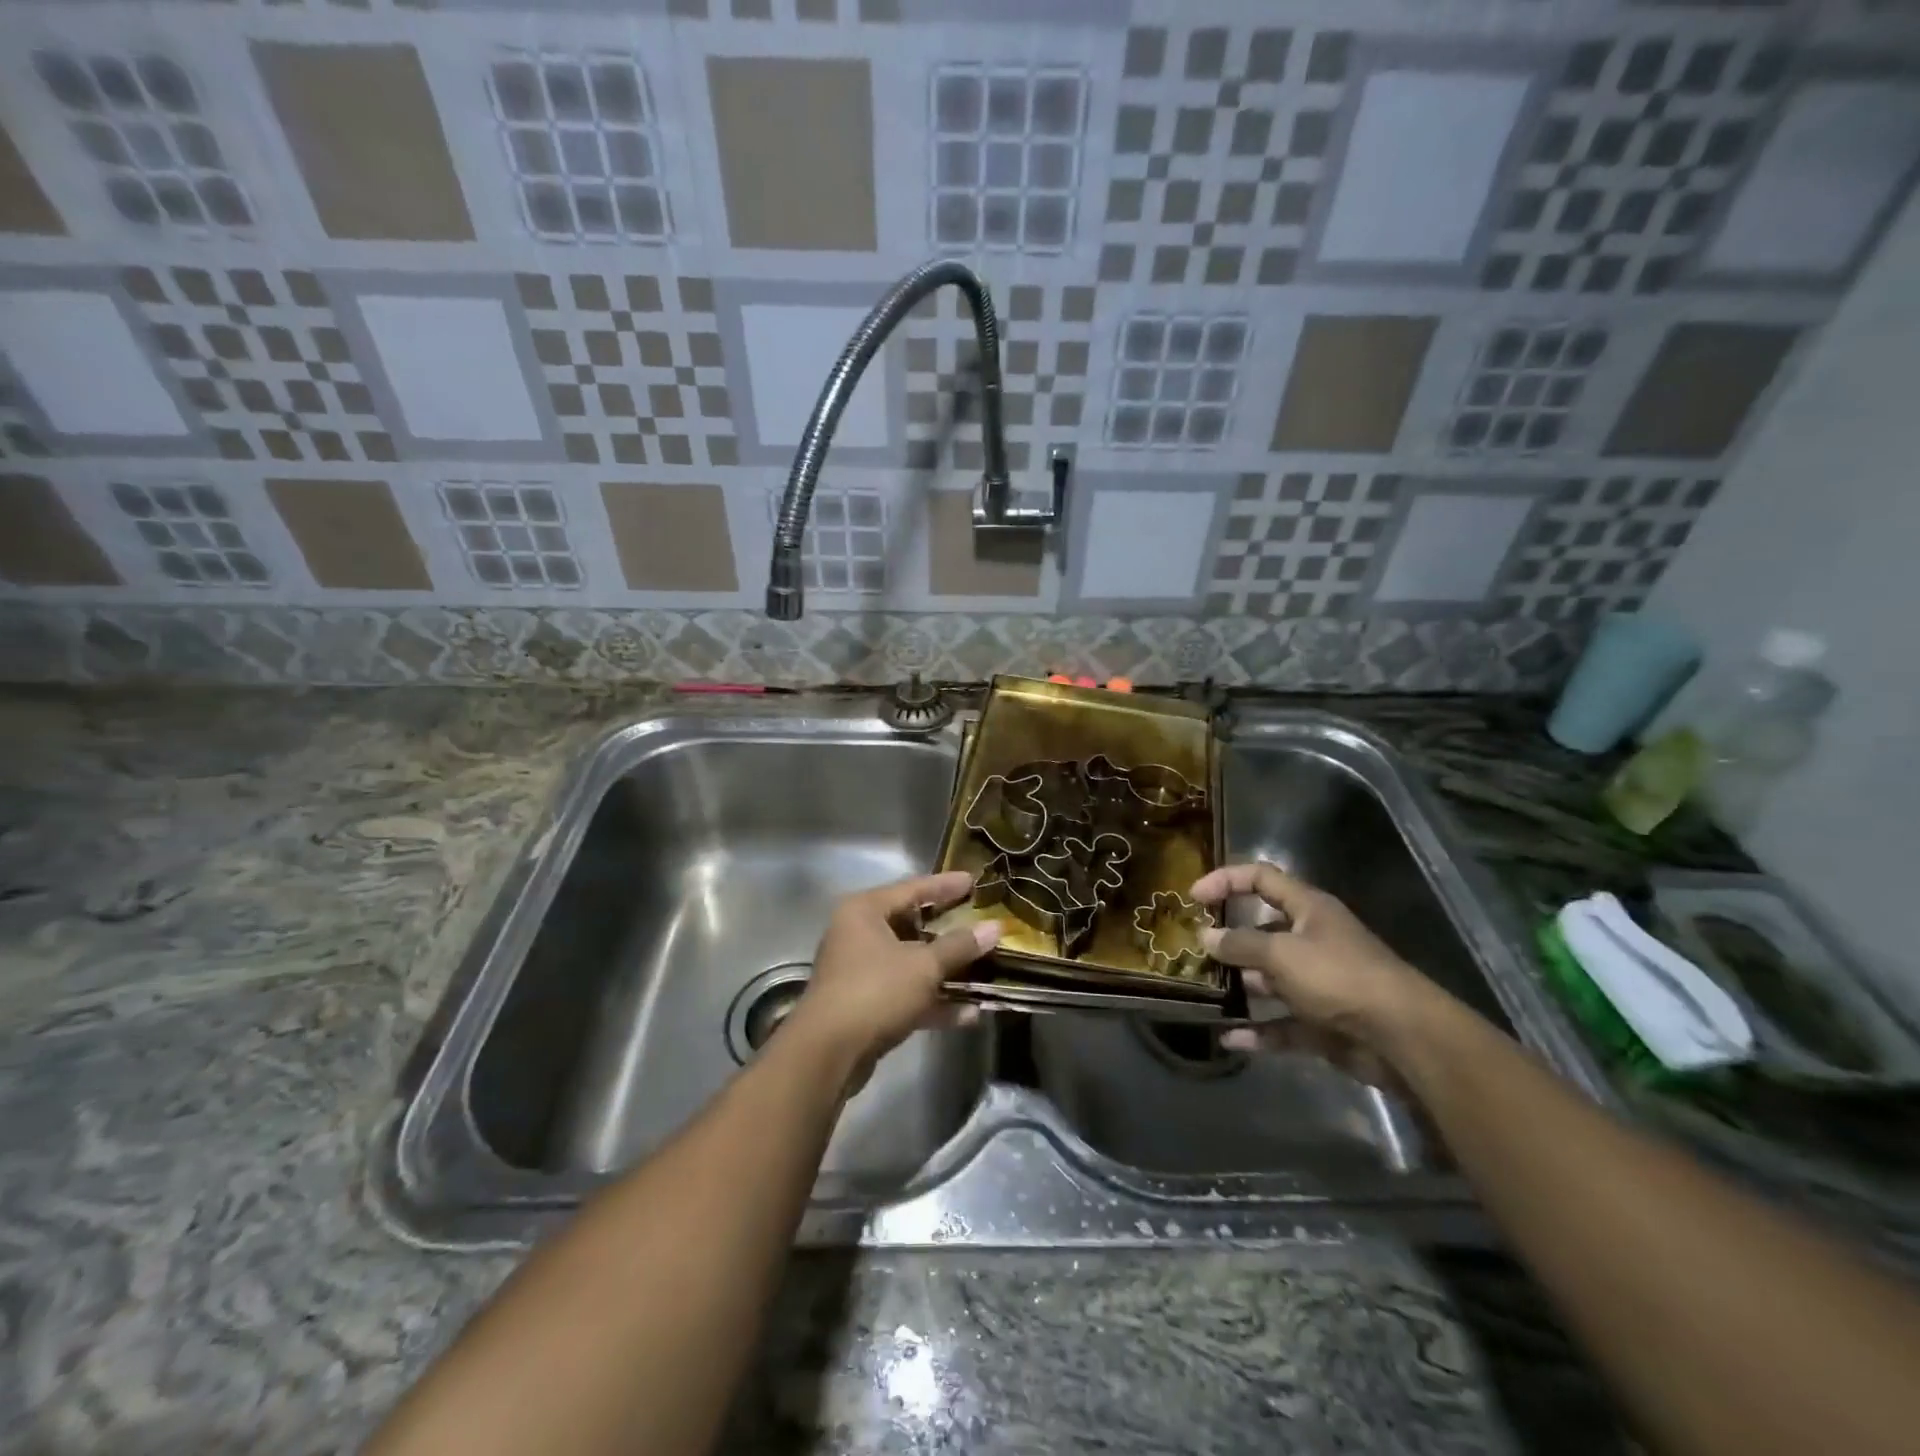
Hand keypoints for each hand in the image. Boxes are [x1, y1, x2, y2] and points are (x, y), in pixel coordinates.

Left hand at [789, 870, 999, 1070]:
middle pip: (911, 925)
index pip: (912, 888)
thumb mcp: (923, 966)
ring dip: (945, 970)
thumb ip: (959, 946)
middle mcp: (858, 934)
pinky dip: (933, 1000)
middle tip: (980, 924)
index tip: (974, 881)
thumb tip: (995, 927)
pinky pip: (905, 993)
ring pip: (910, 962)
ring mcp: (860, 971)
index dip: (945, 885)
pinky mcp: (865, 1005)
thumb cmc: (875, 991)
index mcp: (865, 911)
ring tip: (984, 970)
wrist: (828, 1053)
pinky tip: (969, 1013)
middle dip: (949, 931)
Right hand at [1189, 861, 1440, 1069]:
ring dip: (1239, 987)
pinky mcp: (1322, 1022)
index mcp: (1308, 909)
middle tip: (1192, 952)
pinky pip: (1281, 1023)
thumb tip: (1205, 936)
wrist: (1402, 1038)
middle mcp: (1312, 940)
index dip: (1226, 880)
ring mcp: (1318, 983)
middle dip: (1228, 941)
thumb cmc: (1338, 977)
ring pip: (1269, 979)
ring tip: (1202, 993)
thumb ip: (1240, 944)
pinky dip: (1257, 1031)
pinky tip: (1229, 1038)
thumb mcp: (1282, 953)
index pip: (1261, 878)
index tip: (1193, 897)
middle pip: (1262, 932)